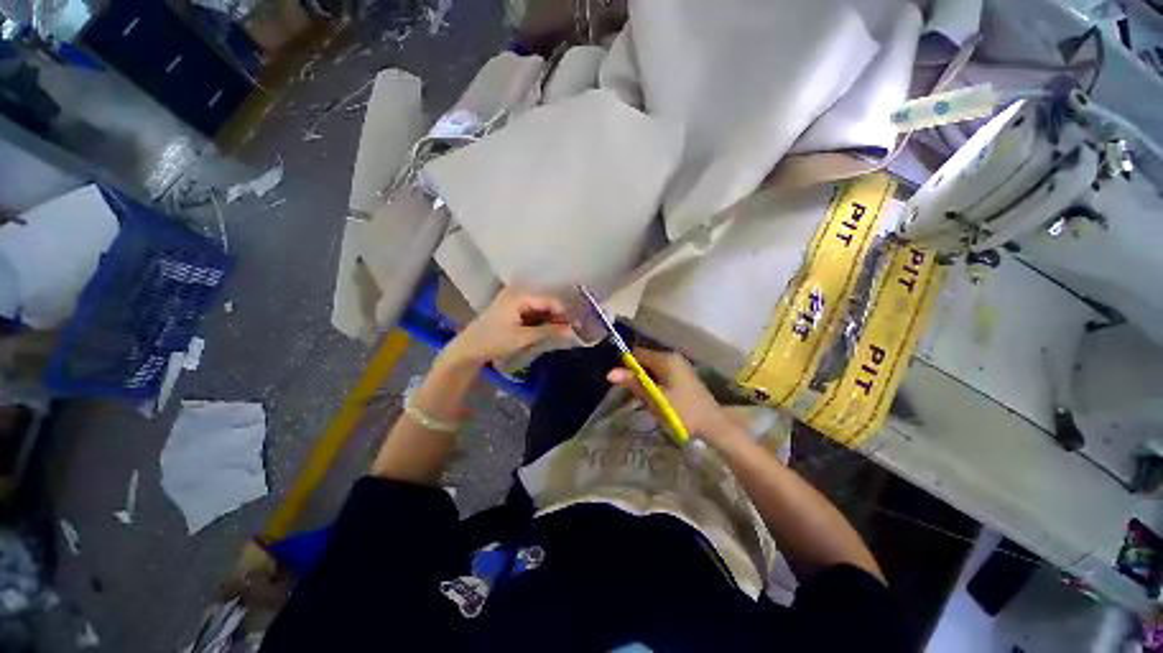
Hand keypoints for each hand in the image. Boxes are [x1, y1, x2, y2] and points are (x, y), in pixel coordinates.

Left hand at [443, 287, 573, 367]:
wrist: (469, 347)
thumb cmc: (494, 340)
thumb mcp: (523, 337)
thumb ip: (548, 331)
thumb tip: (571, 329)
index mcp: (519, 295)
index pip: (549, 300)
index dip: (564, 312)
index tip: (577, 324)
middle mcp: (517, 291)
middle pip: (545, 301)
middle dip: (558, 315)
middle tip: (572, 328)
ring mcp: (514, 298)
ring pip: (540, 306)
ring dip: (550, 318)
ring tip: (563, 330)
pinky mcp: (512, 306)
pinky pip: (532, 310)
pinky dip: (541, 319)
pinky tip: (548, 329)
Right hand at [606, 347, 733, 443]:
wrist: (713, 425)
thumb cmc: (682, 411)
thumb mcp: (655, 398)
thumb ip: (634, 383)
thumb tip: (610, 373)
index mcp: (666, 359)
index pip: (637, 353)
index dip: (627, 365)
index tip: (622, 382)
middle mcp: (673, 357)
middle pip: (645, 359)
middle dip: (637, 375)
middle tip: (636, 394)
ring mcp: (680, 365)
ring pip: (653, 368)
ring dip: (647, 381)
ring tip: (648, 399)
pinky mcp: (684, 375)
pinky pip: (662, 373)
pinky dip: (656, 383)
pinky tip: (659, 398)